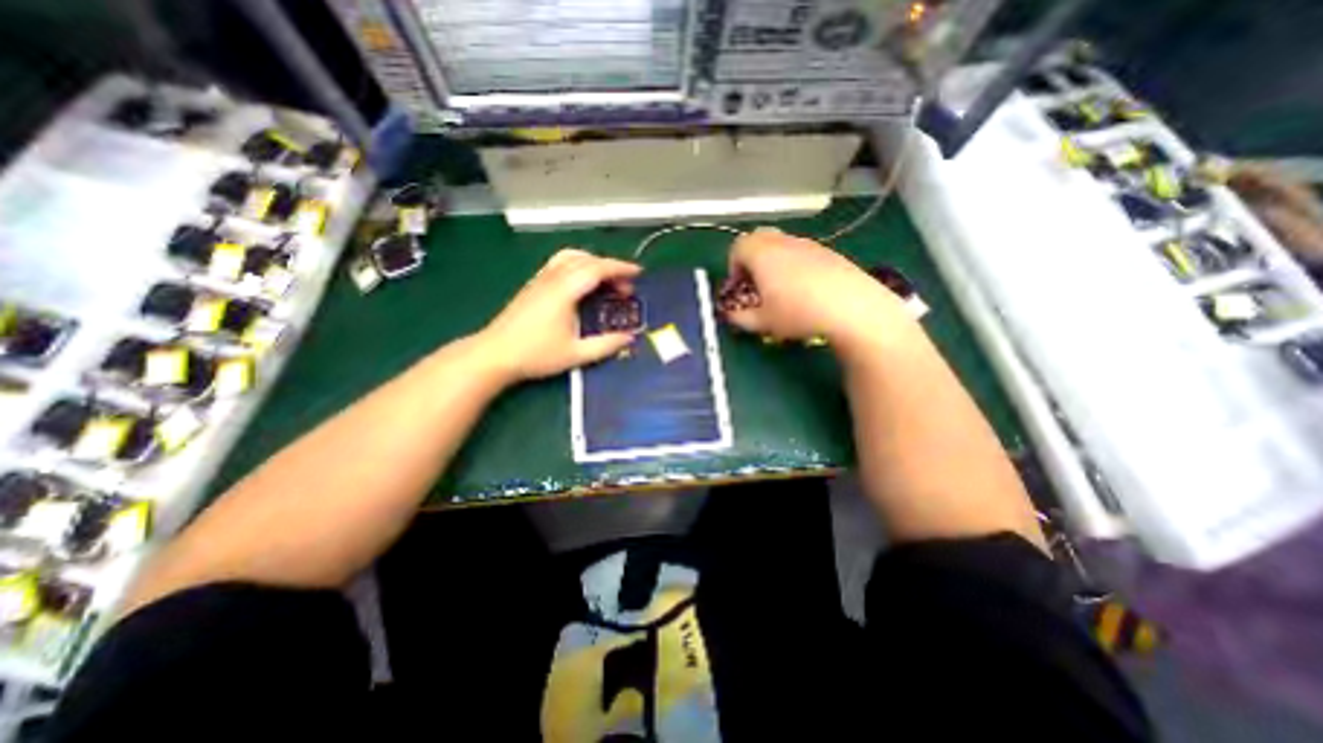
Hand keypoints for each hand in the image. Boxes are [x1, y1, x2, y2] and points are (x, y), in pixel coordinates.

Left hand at [475, 250, 640, 381]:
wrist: (494, 354)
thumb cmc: (536, 355)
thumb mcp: (576, 354)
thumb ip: (606, 345)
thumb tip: (629, 338)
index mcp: (564, 291)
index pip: (597, 269)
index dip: (620, 268)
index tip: (638, 272)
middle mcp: (552, 279)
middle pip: (585, 259)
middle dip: (610, 267)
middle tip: (625, 285)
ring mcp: (540, 280)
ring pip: (570, 257)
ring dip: (592, 263)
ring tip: (605, 281)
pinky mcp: (533, 285)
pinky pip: (559, 264)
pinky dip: (578, 266)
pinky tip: (582, 285)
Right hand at [719, 226, 916, 344]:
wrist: (851, 307)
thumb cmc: (797, 313)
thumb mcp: (763, 322)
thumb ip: (741, 319)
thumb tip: (732, 316)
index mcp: (762, 254)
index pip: (738, 247)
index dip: (733, 266)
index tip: (739, 287)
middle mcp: (783, 242)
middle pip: (759, 237)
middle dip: (752, 257)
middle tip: (756, 282)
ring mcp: (808, 244)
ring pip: (781, 244)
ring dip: (774, 261)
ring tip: (782, 288)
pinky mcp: (829, 251)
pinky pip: (802, 251)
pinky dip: (795, 263)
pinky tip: (806, 289)